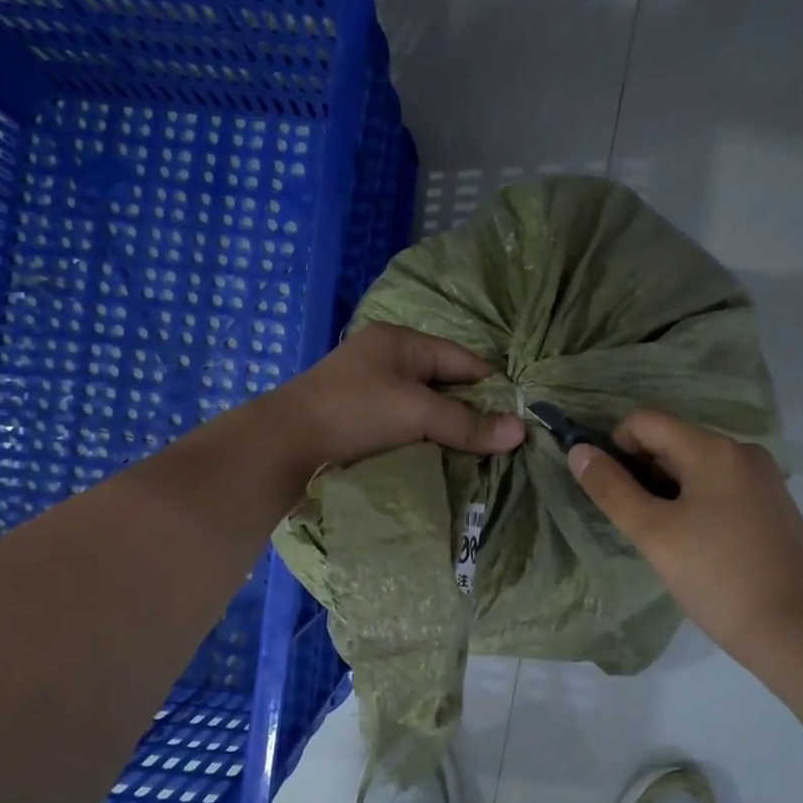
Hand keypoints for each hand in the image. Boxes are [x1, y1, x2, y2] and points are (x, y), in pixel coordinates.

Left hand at [272, 323, 525, 468]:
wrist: (280, 448)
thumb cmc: (353, 414)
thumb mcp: (416, 413)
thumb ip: (467, 423)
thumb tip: (521, 431)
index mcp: (400, 342)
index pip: (462, 360)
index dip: (492, 386)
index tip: (520, 417)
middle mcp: (385, 359)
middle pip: (444, 384)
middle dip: (471, 412)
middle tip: (503, 442)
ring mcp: (368, 390)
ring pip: (424, 409)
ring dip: (447, 431)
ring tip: (479, 456)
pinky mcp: (357, 420)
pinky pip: (405, 427)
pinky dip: (424, 441)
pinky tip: (441, 460)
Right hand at [568, 409, 802, 660]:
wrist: (793, 630)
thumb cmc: (716, 577)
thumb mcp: (653, 533)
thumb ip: (611, 488)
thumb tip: (579, 451)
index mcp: (714, 450)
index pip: (645, 421)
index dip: (616, 447)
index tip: (613, 492)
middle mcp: (743, 452)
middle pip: (672, 442)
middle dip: (643, 473)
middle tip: (638, 522)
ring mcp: (763, 478)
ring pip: (695, 466)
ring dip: (668, 491)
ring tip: (668, 538)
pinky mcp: (773, 505)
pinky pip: (720, 486)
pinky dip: (696, 502)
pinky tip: (698, 545)